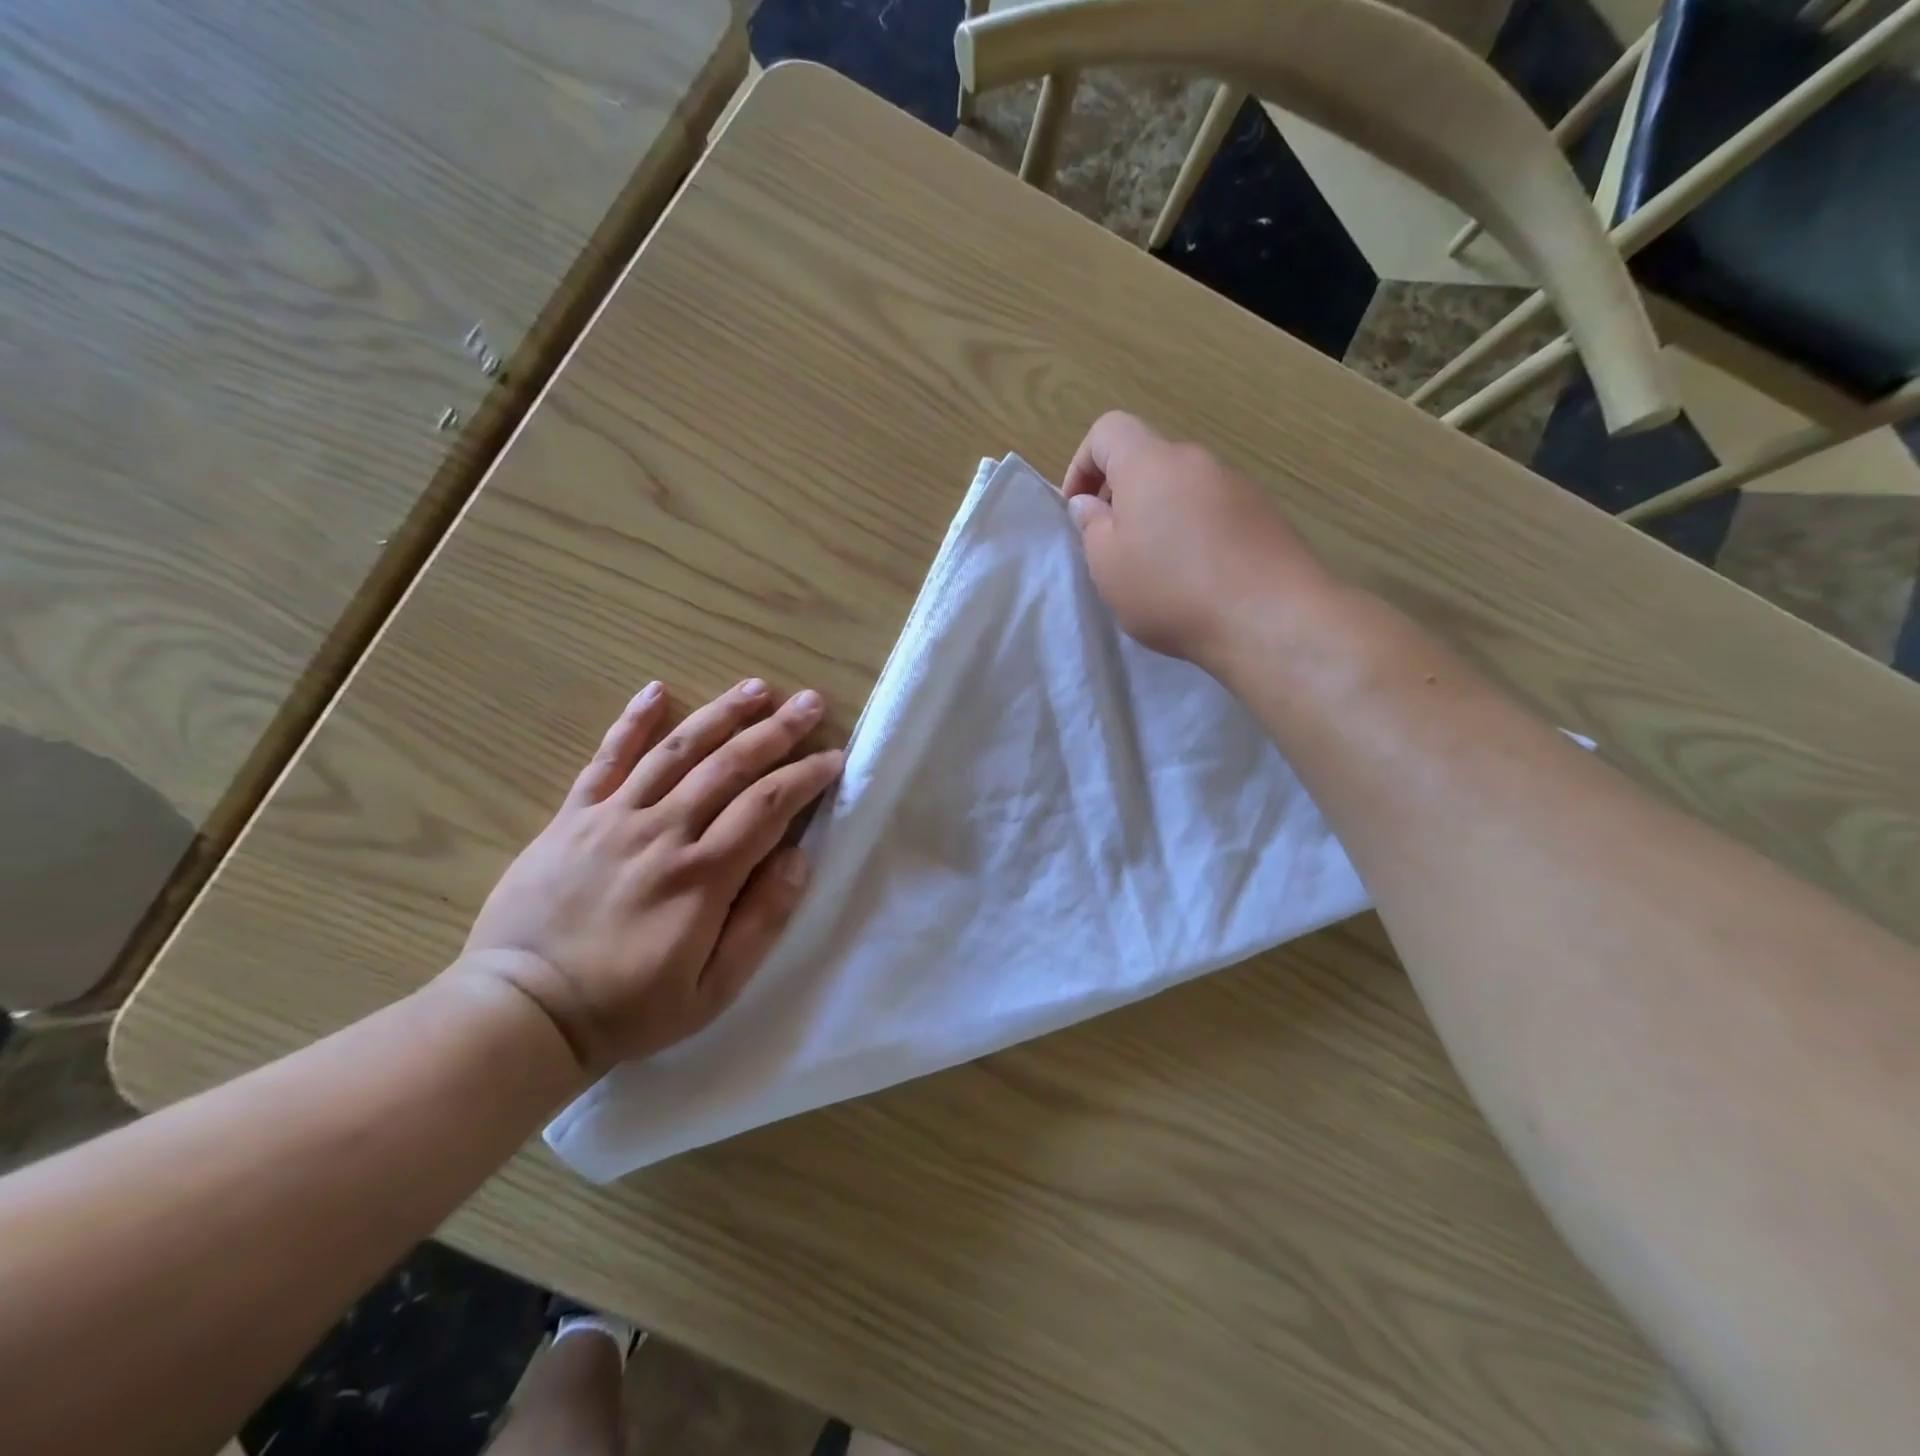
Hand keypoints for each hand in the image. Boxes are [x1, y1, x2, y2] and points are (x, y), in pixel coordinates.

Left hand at [458, 678, 842, 1074]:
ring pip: (678, 750)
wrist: (522, 1012)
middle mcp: (663, 831)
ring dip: (722, 714)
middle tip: (811, 703)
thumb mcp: (714, 990)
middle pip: (730, 765)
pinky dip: (633, 722)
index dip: (806, 776)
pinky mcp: (573, 817)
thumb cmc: (629, 1007)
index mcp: (702, 875)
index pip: (768, 806)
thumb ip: (761, 921)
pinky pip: (607, 758)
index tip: (834, 758)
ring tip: (757, 688)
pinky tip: (657, 690)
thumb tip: (799, 858)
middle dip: (777, 731)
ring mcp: (613, 818)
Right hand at [1062, 411, 1333, 669]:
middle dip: (1122, 495)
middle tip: (1112, 545)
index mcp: (1150, 463)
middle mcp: (1196, 461)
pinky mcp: (1265, 515)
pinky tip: (1197, 578)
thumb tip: (1088, 503)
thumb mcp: (1108, 564)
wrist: (1268, 618)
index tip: (1077, 510)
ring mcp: (1238, 486)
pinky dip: (1195, 532)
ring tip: (1156, 569)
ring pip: (1183, 488)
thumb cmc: (1170, 589)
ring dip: (1160, 516)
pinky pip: (1214, 512)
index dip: (1082, 464)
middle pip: (1148, 460)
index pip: (1108, 430)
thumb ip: (1091, 526)